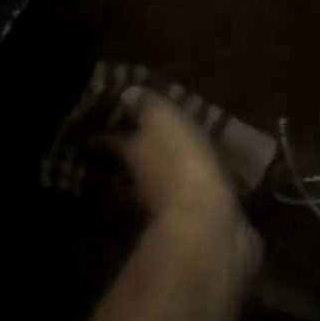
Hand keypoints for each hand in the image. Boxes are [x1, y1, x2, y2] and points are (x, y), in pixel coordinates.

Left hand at [109, 87, 261, 280]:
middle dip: (141, 154)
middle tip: (149, 141)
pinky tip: (214, 187)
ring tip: (185, 161)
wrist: (209, 228)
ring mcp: (172, 208)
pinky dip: (201, 194)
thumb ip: (146, 106)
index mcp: (134, 155)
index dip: (110, 132)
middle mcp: (145, 184)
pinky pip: (199, 203)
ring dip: (172, 176)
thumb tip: (125, 93)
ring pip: (166, 186)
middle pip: (137, 165)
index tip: (106, 126)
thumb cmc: (181, 165)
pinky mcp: (202, 224)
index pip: (113, 140)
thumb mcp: (163, 121)